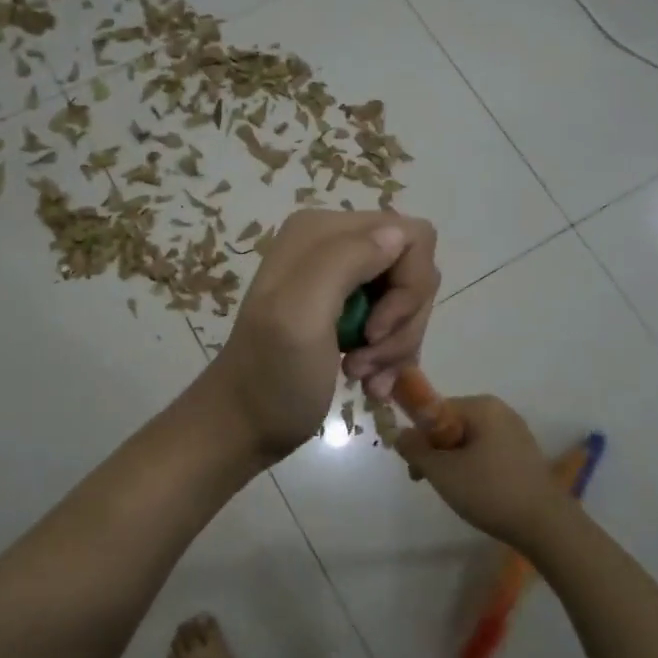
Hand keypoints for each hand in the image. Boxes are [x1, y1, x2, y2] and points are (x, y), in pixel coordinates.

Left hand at [202, 210, 437, 458]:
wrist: (244, 425)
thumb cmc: (272, 375)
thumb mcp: (301, 314)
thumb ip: (346, 261)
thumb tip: (397, 233)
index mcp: (322, 231)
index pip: (410, 236)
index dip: (411, 285)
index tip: (377, 330)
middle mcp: (334, 245)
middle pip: (413, 270)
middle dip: (402, 321)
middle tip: (369, 356)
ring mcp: (341, 279)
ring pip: (408, 300)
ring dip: (396, 344)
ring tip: (362, 373)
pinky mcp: (348, 310)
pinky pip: (396, 322)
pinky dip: (390, 356)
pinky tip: (369, 382)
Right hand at [397, 395, 579, 552]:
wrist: (547, 526)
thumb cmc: (490, 492)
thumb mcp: (443, 472)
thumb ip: (415, 449)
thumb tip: (400, 434)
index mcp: (482, 406)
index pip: (435, 411)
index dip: (419, 438)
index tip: (414, 468)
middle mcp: (500, 411)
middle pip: (452, 425)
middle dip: (435, 452)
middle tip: (428, 481)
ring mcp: (515, 432)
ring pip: (469, 440)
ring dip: (453, 462)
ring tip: (453, 491)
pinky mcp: (524, 454)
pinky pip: (487, 451)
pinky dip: (474, 467)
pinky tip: (476, 492)